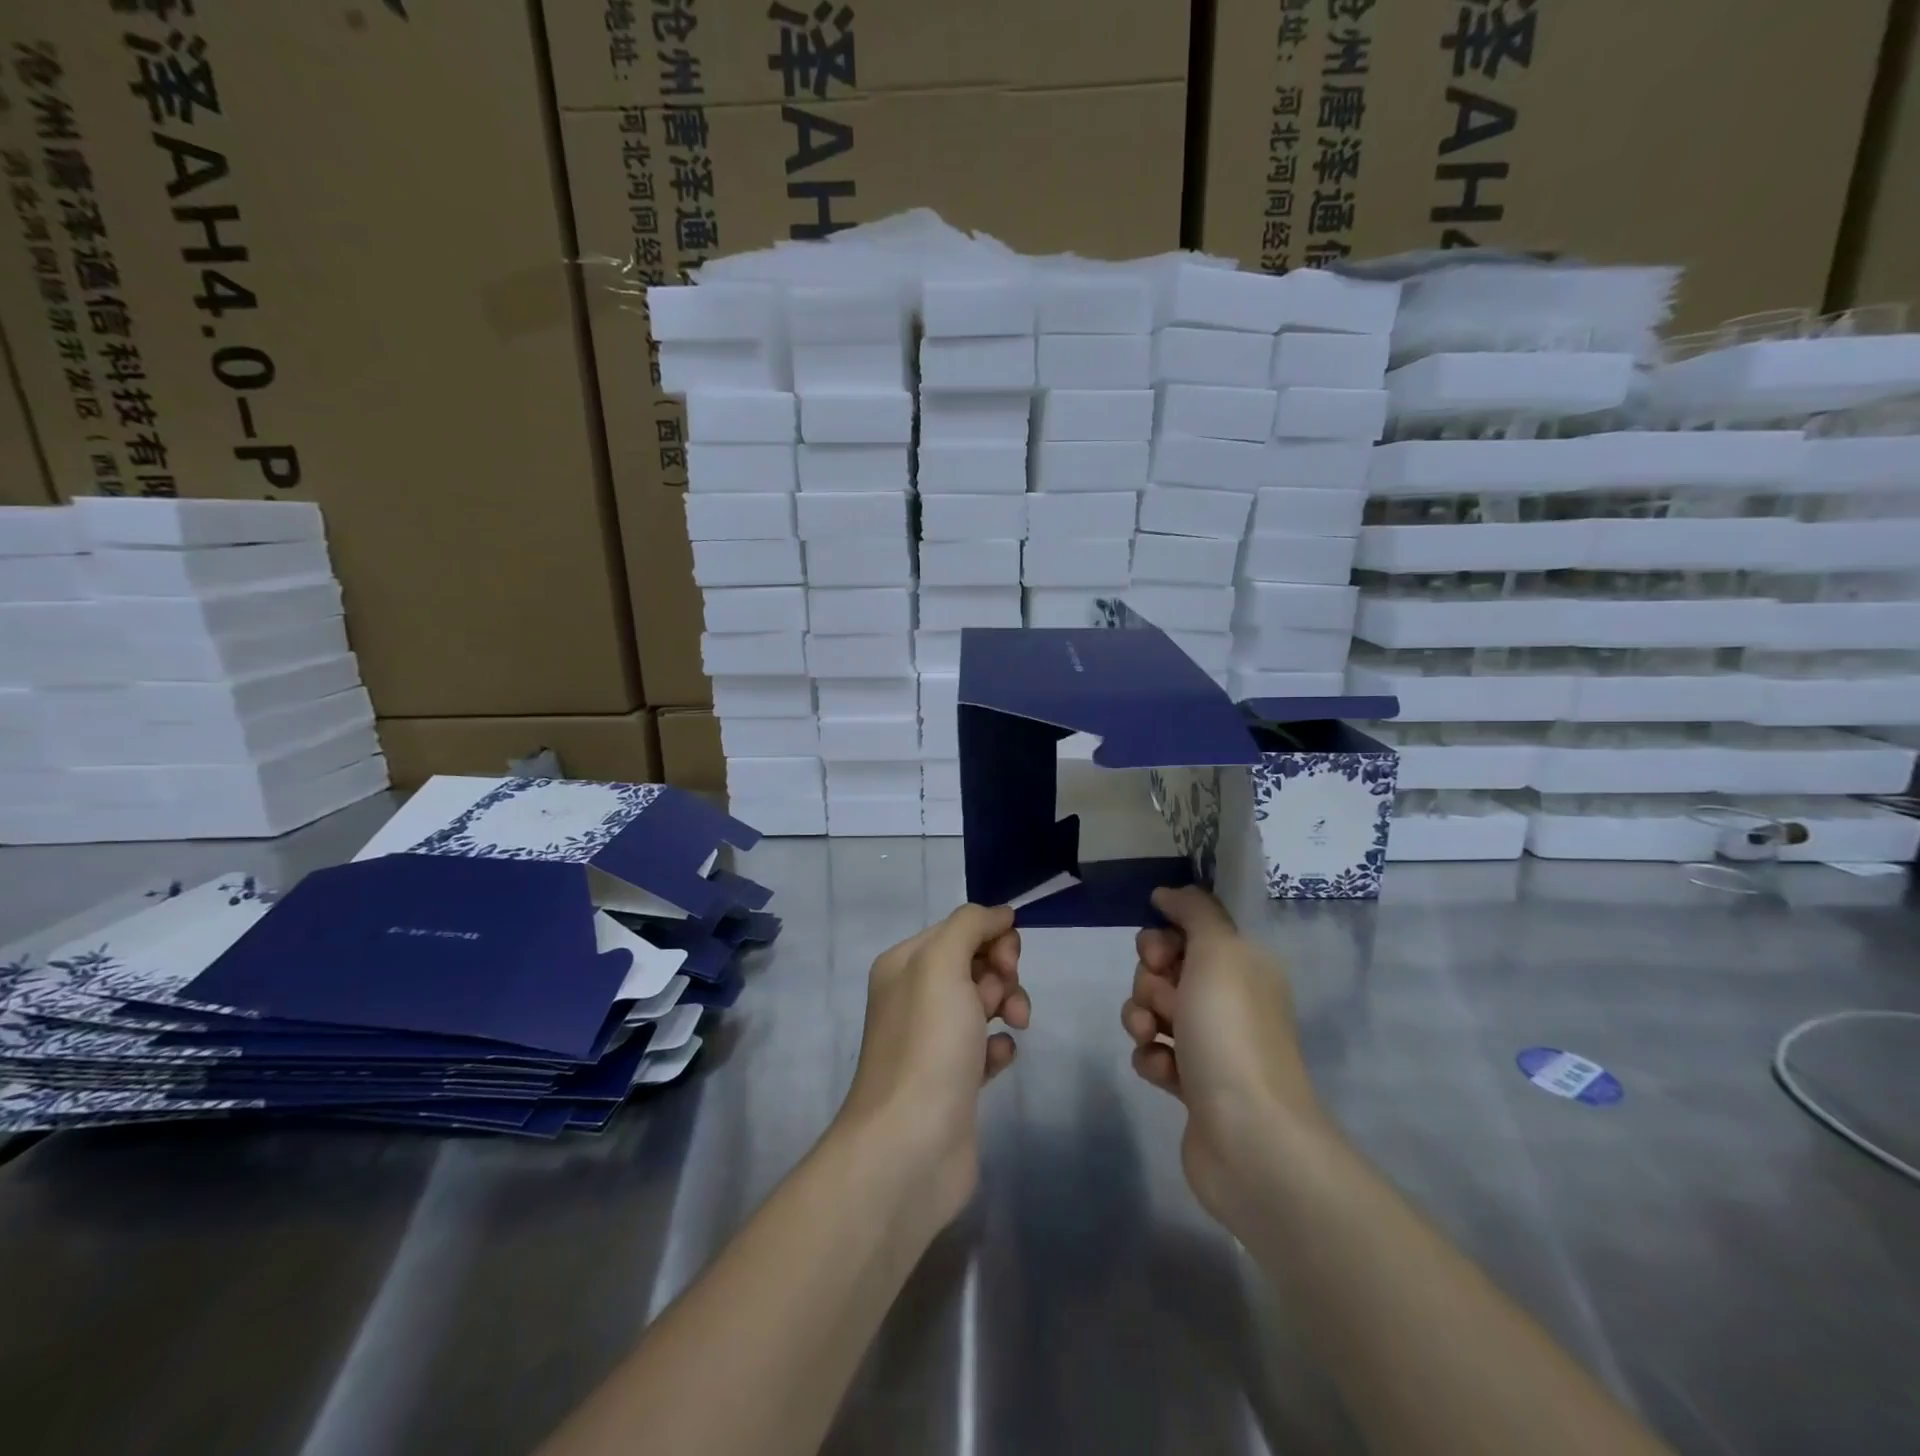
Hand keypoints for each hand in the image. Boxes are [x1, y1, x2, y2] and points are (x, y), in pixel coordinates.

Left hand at [834, 904, 1028, 1224]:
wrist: (910, 1146)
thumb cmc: (927, 1044)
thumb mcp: (942, 964)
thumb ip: (970, 925)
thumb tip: (1000, 913)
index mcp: (905, 964)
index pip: (960, 929)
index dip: (992, 938)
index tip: (1007, 963)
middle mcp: (915, 997)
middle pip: (974, 962)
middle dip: (1002, 973)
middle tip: (1006, 1000)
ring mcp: (933, 1040)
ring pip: (984, 1002)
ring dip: (1008, 1005)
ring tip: (1013, 1027)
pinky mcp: (953, 1080)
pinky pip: (986, 1045)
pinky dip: (999, 1046)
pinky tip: (999, 1060)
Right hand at [1121, 886, 1324, 1225]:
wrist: (1250, 1137)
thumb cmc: (1232, 1033)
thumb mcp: (1218, 952)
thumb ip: (1193, 911)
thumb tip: (1167, 893)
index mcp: (1244, 967)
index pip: (1190, 932)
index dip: (1163, 940)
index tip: (1159, 955)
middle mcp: (1230, 1001)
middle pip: (1165, 970)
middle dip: (1149, 982)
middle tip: (1164, 1002)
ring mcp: (1212, 1045)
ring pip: (1154, 1011)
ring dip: (1143, 1018)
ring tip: (1154, 1038)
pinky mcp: (1193, 1085)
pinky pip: (1156, 1053)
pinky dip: (1152, 1058)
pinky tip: (1162, 1072)